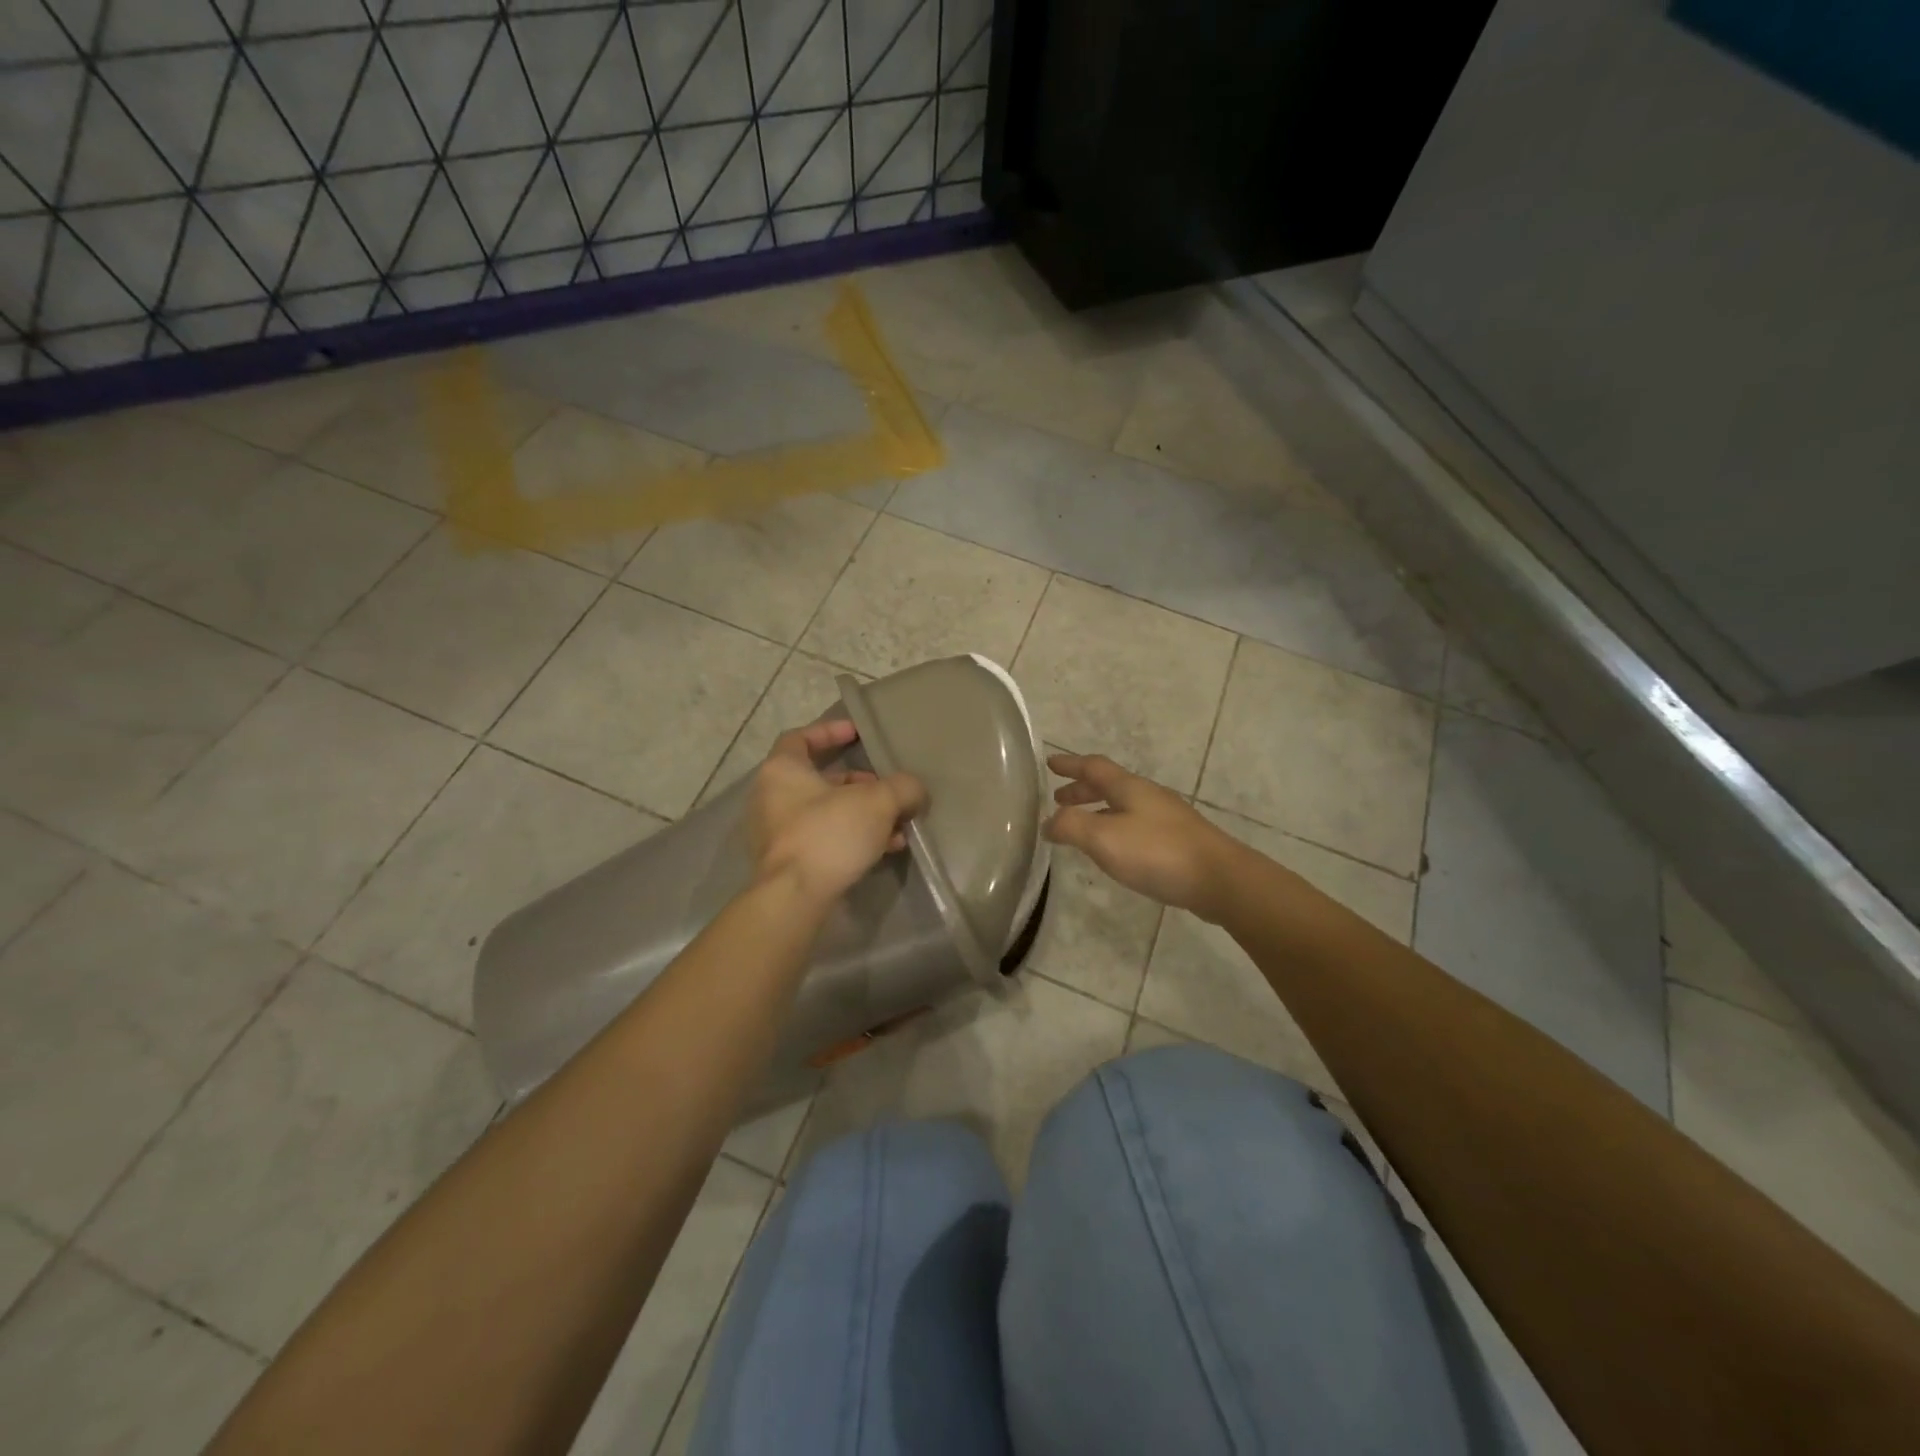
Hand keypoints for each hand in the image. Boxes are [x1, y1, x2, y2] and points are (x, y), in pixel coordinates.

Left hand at [750, 719, 926, 908]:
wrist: (796, 897)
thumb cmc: (829, 834)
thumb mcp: (878, 802)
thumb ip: (903, 788)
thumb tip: (915, 791)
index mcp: (782, 770)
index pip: (801, 737)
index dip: (830, 731)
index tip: (858, 734)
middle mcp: (772, 796)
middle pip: (820, 778)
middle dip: (859, 783)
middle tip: (887, 788)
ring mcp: (777, 832)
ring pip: (826, 812)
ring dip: (862, 814)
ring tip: (897, 825)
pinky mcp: (788, 861)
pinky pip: (824, 838)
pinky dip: (853, 838)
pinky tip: (886, 848)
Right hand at [1045, 753, 1241, 921]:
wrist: (1220, 879)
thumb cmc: (1157, 852)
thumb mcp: (1104, 838)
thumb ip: (1071, 827)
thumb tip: (1048, 822)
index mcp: (1129, 788)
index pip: (1093, 767)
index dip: (1071, 765)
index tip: (1050, 763)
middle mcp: (1149, 796)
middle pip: (1110, 785)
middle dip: (1082, 790)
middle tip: (1059, 800)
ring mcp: (1167, 818)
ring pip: (1124, 806)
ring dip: (1099, 810)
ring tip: (1081, 827)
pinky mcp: (1178, 841)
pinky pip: (1137, 825)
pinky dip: (1116, 828)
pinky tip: (1116, 850)